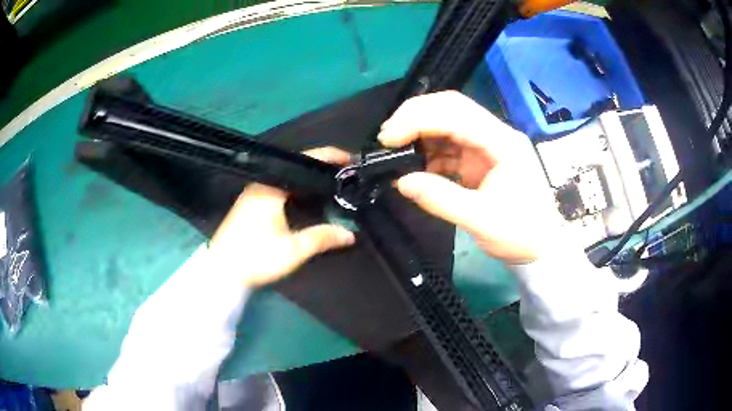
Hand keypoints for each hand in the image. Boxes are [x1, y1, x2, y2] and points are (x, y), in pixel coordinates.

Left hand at [208, 147, 355, 286]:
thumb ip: (321, 238)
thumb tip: (350, 234)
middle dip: (321, 167)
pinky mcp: (251, 203)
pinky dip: (298, 188)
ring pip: (288, 177)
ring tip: (332, 183)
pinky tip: (308, 198)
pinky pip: (280, 186)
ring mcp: (254, 192)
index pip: (303, 161)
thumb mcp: (292, 250)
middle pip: (296, 166)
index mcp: (270, 187)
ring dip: (309, 179)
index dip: (328, 157)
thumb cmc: (255, 257)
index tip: (350, 160)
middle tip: (345, 174)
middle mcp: (261, 184)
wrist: (222, 271)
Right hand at [378, 91, 561, 263]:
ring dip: (420, 132)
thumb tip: (402, 182)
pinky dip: (429, 152)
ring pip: (448, 123)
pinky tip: (414, 165)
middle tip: (387, 135)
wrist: (542, 247)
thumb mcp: (481, 220)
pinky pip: (450, 146)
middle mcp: (495, 135)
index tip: (389, 137)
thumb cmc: (520, 233)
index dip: (419, 119)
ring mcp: (488, 146)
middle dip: (415, 116)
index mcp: (503, 142)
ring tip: (395, 149)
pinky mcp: (481, 159)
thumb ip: (441, 199)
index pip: (456, 114)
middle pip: (451, 108)